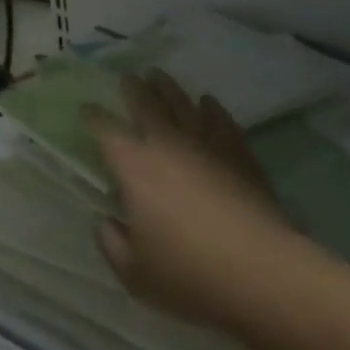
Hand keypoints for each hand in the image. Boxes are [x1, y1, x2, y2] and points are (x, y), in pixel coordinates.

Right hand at [91, 71, 296, 331]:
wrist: (262, 271)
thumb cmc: (190, 274)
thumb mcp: (135, 274)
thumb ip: (112, 244)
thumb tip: (106, 222)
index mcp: (134, 166)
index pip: (106, 130)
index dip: (93, 116)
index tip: (87, 108)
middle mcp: (166, 143)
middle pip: (145, 104)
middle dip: (133, 89)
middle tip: (128, 78)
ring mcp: (206, 143)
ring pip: (182, 103)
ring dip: (168, 87)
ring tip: (159, 75)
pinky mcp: (238, 152)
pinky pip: (220, 120)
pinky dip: (211, 108)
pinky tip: (208, 102)